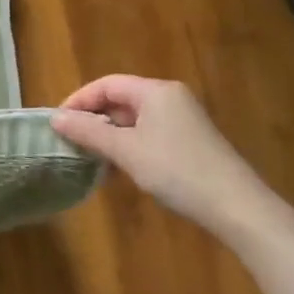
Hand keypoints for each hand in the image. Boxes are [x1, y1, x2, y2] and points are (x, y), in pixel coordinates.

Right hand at [51, 74, 267, 236]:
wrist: (238, 208)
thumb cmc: (177, 171)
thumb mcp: (126, 151)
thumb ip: (88, 131)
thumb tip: (55, 118)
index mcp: (155, 91)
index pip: (106, 84)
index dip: (79, 100)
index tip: (58, 123)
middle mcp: (170, 98)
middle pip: (120, 99)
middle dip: (93, 118)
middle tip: (71, 140)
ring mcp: (184, 120)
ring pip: (134, 119)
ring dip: (110, 135)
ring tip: (90, 156)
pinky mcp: (191, 142)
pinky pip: (149, 133)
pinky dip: (129, 145)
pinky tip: (120, 167)